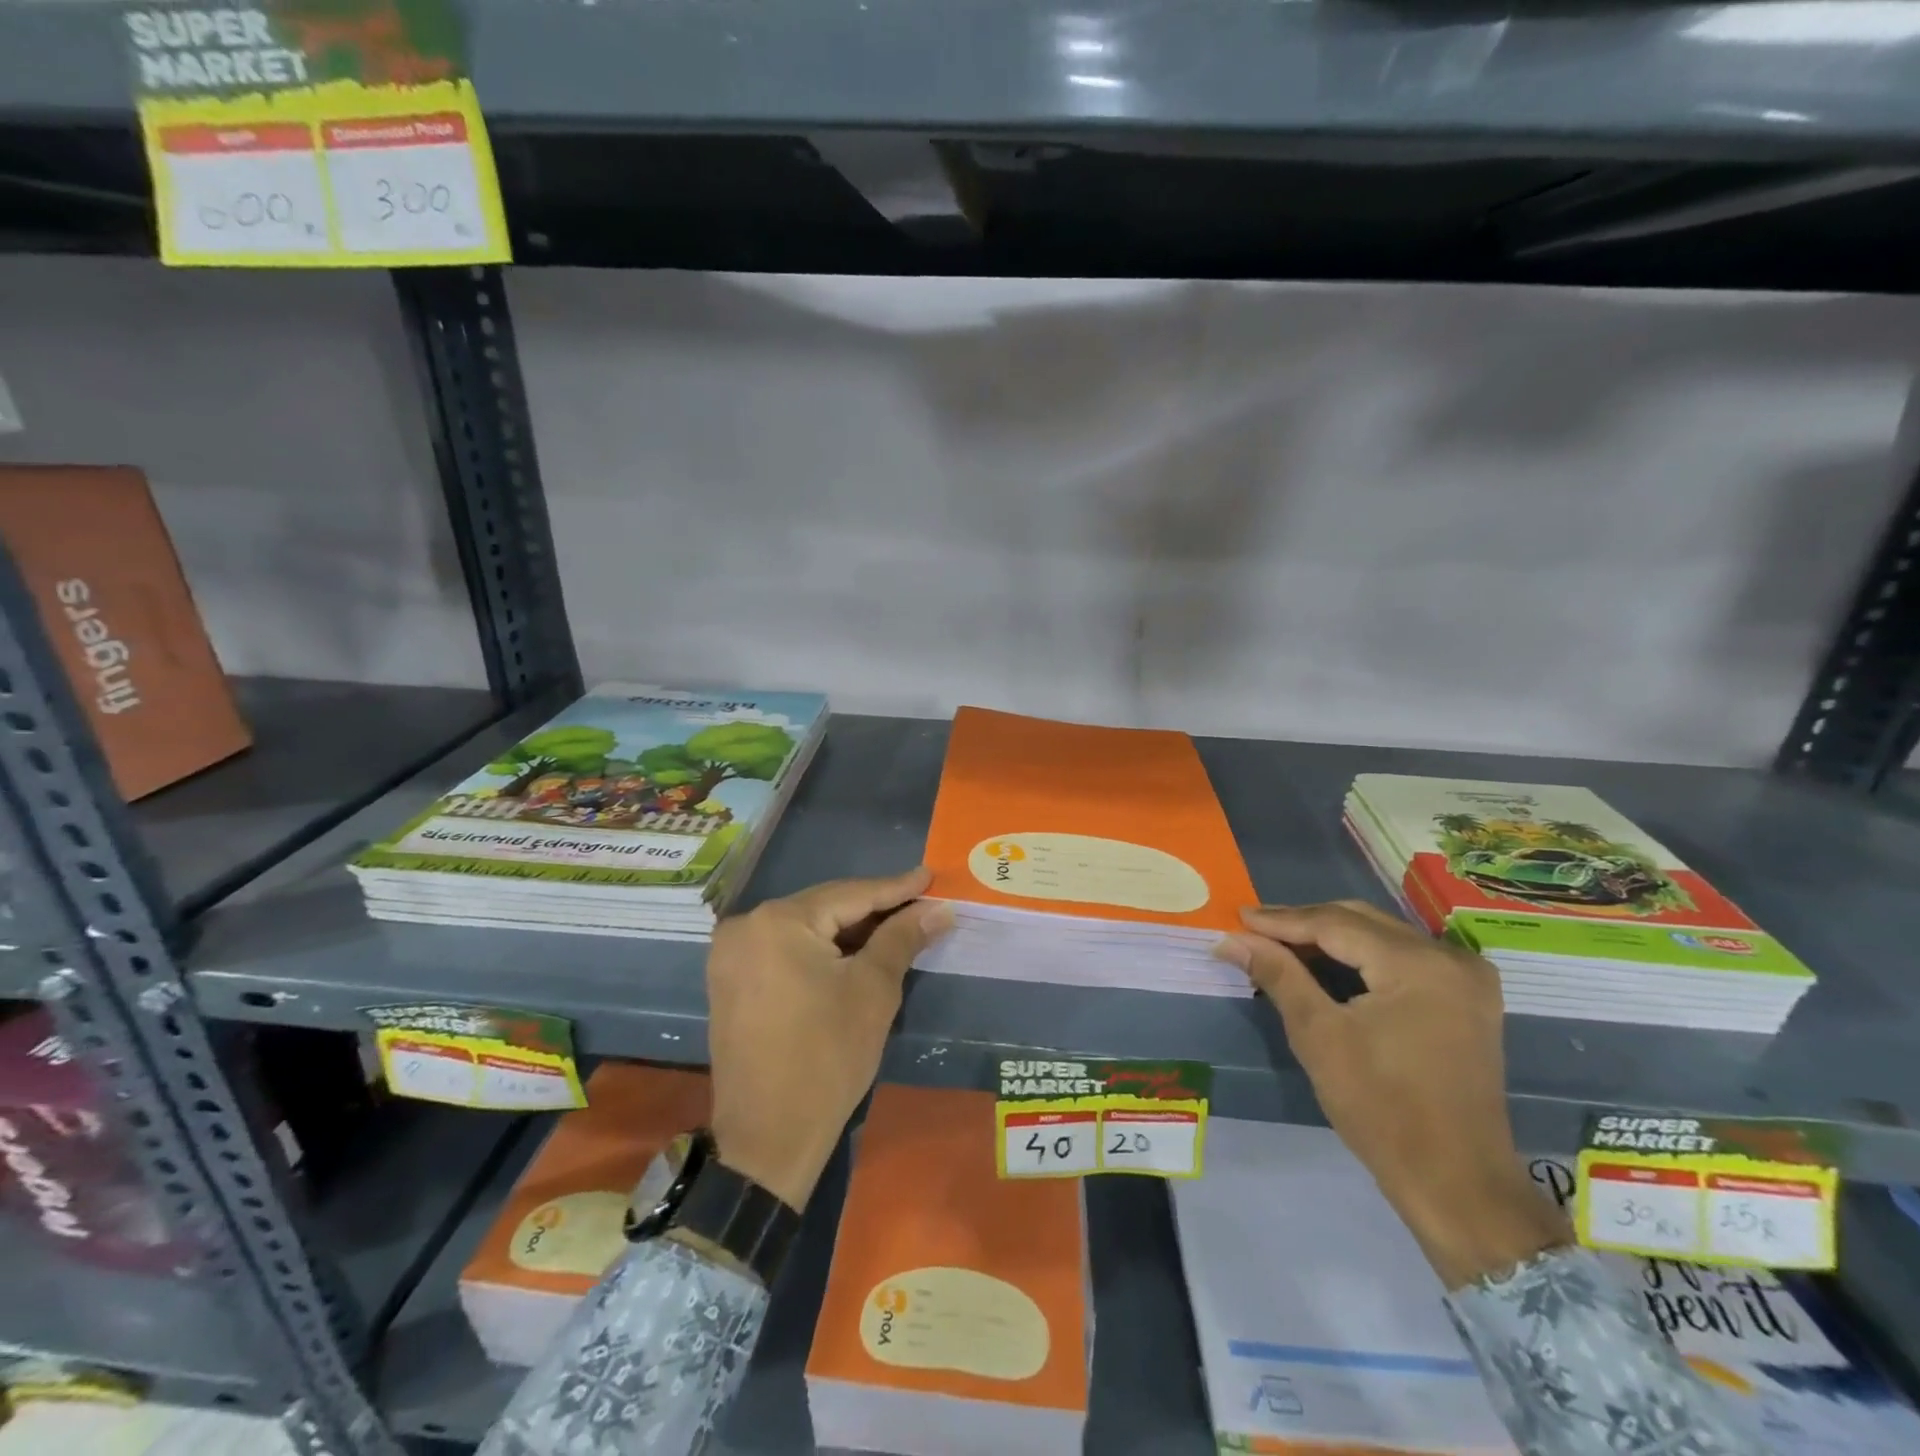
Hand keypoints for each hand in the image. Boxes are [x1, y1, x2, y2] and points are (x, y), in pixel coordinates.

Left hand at [705, 867, 952, 1210]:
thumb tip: (940, 908)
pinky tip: (855, 951)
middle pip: (825, 907)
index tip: (930, 876)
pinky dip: (822, 949)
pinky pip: (786, 949)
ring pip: (806, 928)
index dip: (895, 887)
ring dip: (849, 930)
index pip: (850, 894)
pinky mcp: (731, 980)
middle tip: (920, 903)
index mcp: (778, 921)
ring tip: (897, 924)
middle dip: (874, 908)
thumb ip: (903, 938)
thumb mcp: (873, 991)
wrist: (768, 1139)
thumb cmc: (827, 1058)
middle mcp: (745, 926)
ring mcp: (732, 953)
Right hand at [1217, 901, 1569, 1287]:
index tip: (1237, 917)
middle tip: (1253, 930)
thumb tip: (1232, 939)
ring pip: (1381, 936)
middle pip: (1360, 921)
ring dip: (1330, 938)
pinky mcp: (1467, 999)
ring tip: (1280, 945)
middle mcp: (1450, 958)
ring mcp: (1466, 978)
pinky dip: (1360, 956)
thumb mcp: (1319, 1036)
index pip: (1335, 924)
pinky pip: (1401, 957)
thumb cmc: (1382, 1109)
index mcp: (1418, 964)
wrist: (1457, 1184)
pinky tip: (1325, 965)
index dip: (1281, 920)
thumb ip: (1278, 975)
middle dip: (1304, 924)